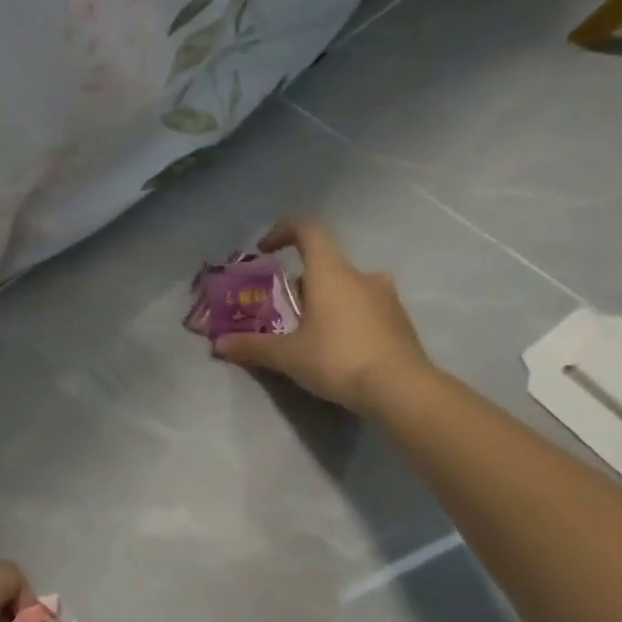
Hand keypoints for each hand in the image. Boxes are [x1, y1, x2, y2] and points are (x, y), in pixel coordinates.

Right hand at [214, 218, 430, 414]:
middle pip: (325, 264)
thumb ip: (252, 346)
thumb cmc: (338, 359)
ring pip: (348, 286)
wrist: (403, 391)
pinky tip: (339, 348)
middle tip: (284, 309)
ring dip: (327, 300)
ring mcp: (386, 297)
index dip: (282, 232)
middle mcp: (361, 276)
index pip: (307, 230)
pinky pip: (366, 307)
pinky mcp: (400, 321)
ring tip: (311, 331)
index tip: (265, 251)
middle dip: (301, 282)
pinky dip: (348, 317)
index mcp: (330, 272)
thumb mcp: (288, 355)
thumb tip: (219, 345)